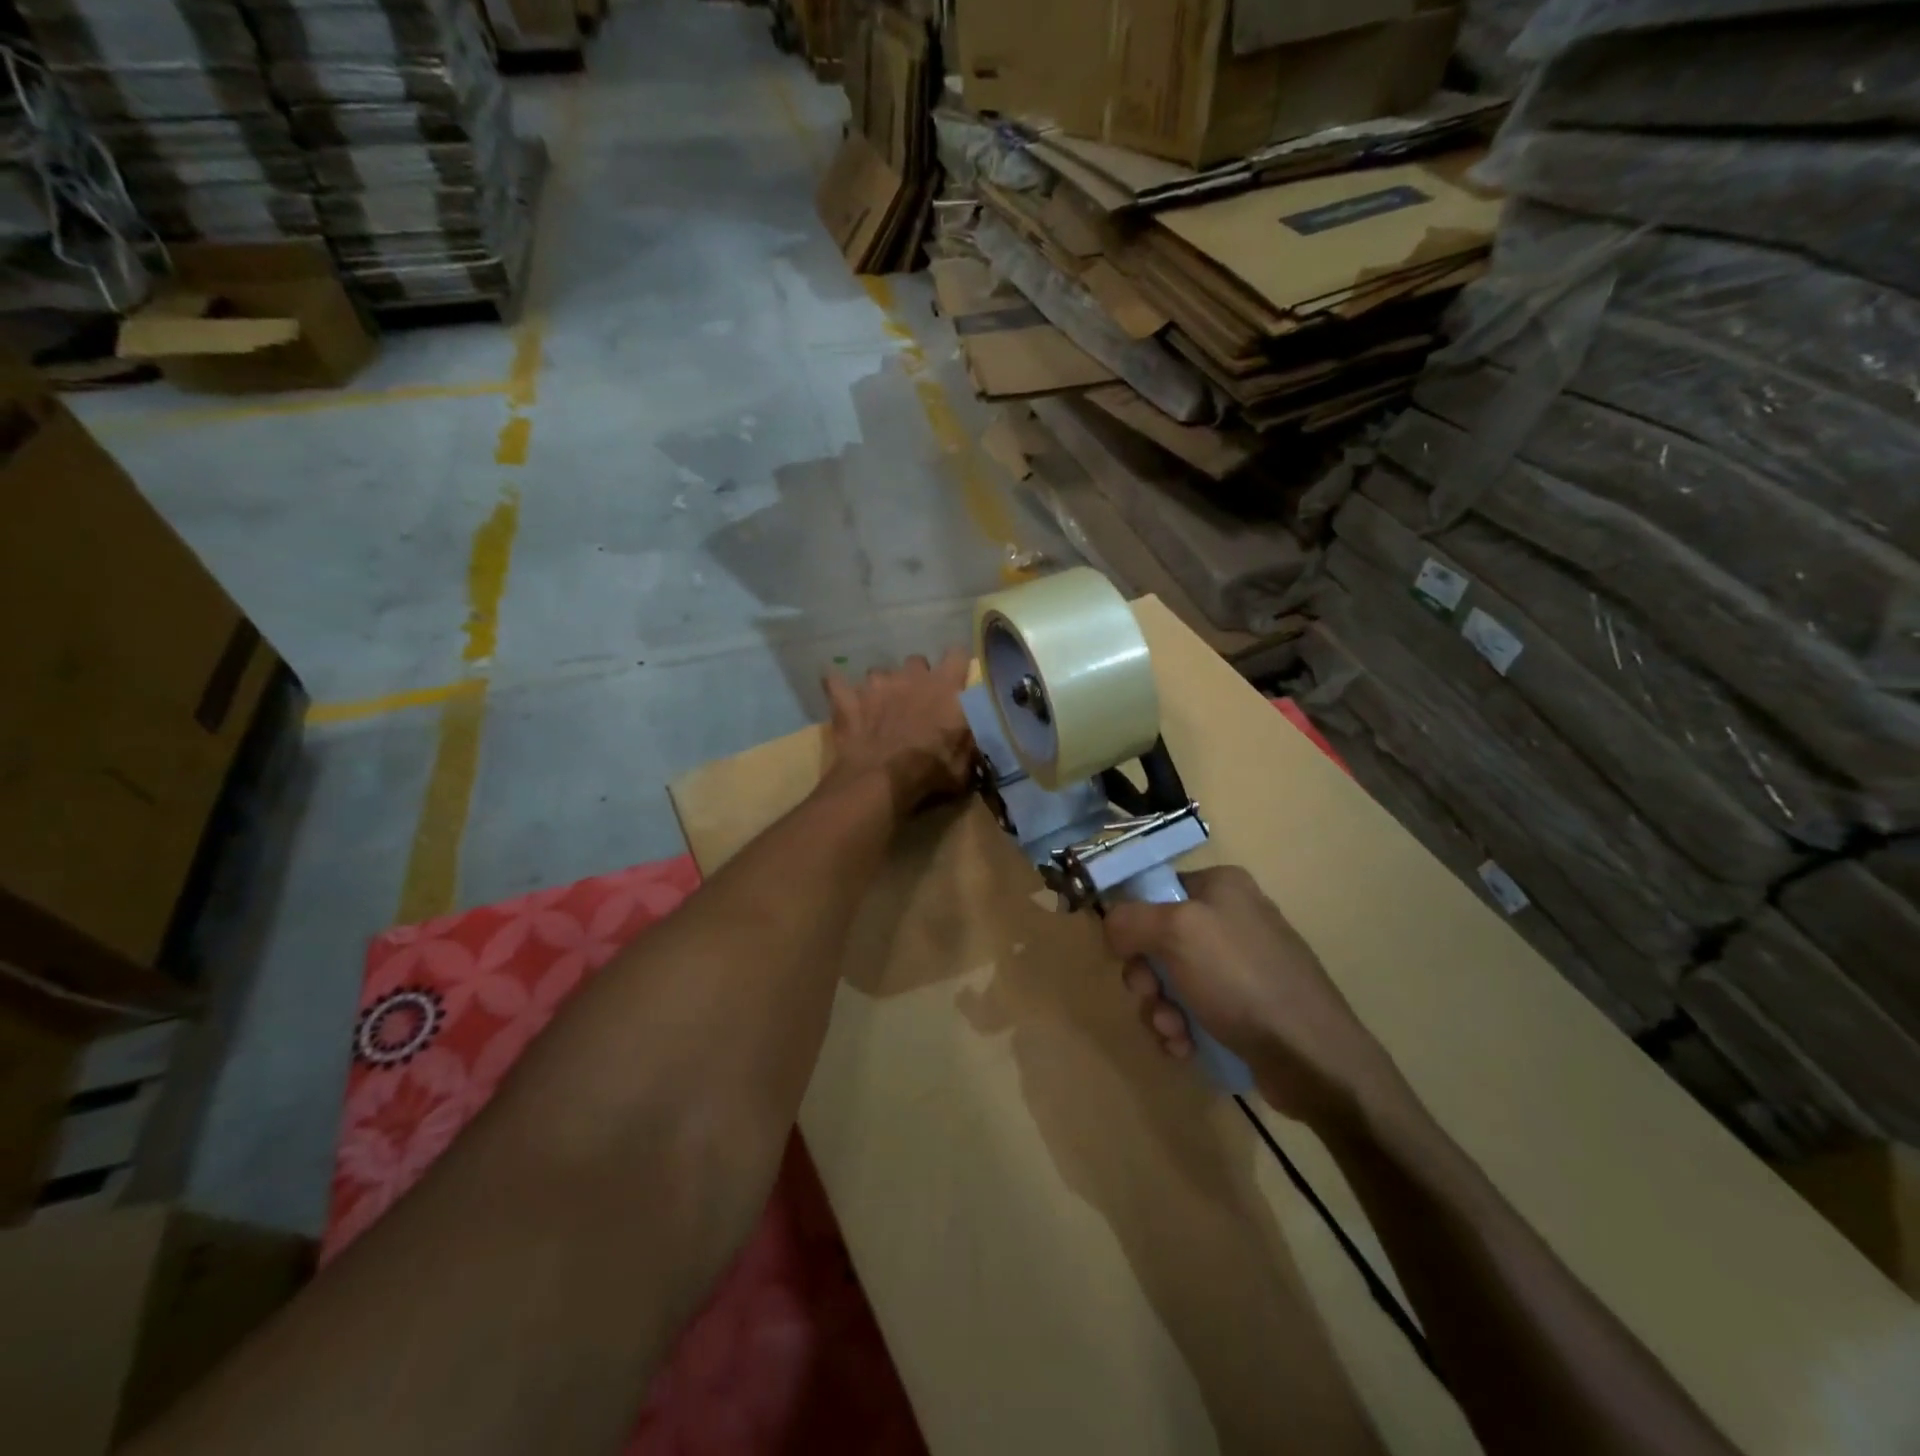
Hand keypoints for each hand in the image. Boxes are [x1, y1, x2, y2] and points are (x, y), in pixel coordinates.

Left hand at [821, 651, 974, 818]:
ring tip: (880, 708)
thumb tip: (970, 732)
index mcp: (946, 688)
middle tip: (916, 701)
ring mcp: (876, 684)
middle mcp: (912, 676)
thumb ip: (968, 739)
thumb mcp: (964, 763)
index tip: (955, 678)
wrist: (881, 781)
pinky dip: (839, 687)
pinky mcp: (847, 698)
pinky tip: (839, 693)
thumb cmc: (930, 772)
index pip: (958, 654)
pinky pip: (836, 682)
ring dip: (882, 687)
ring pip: (880, 673)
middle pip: (917, 662)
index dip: (956, 664)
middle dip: (917, 678)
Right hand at [1103, 866, 1400, 1127]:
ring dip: (1160, 1009)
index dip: (1132, 921)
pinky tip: (1186, 1048)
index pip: (1155, 889)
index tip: (1125, 953)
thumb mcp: (1176, 932)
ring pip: (1172, 980)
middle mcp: (1232, 918)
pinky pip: (1194, 1010)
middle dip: (1146, 976)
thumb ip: (1130, 919)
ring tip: (1173, 1032)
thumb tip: (1113, 927)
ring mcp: (1241, 966)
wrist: (1312, 1057)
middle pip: (1158, 940)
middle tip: (1150, 997)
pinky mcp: (1247, 1007)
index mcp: (1221, 886)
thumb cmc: (1240, 980)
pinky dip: (1182, 1029)